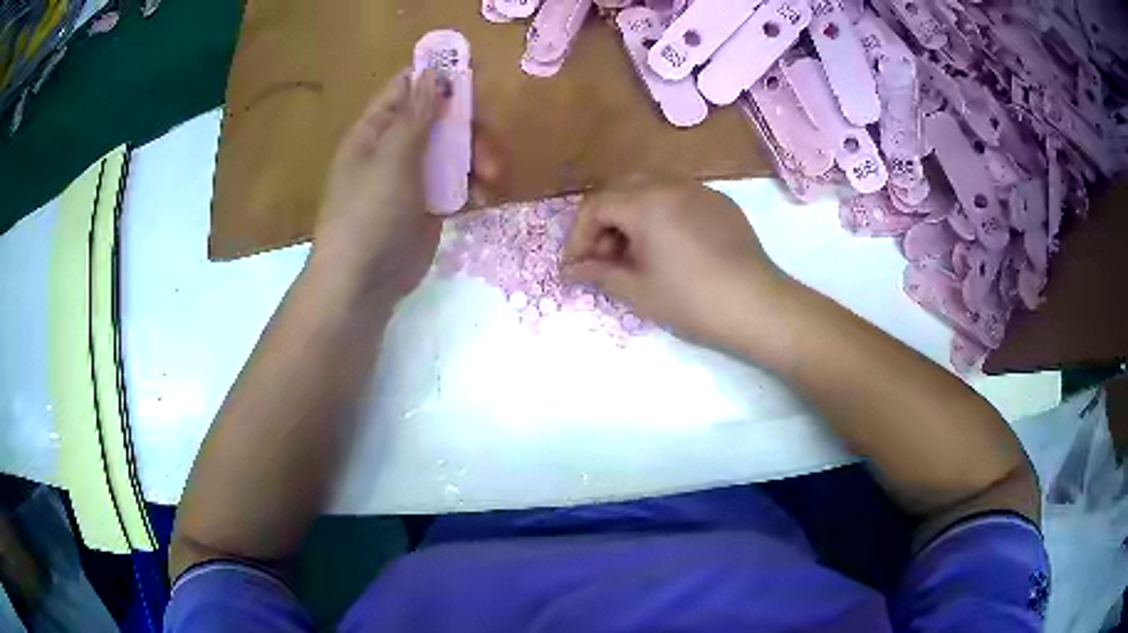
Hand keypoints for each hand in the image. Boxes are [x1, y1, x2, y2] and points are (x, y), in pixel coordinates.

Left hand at [313, 69, 506, 300]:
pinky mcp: (432, 203)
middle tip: (490, 148)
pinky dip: (476, 185)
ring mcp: (415, 175)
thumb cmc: (368, 215)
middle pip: (442, 117)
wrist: (363, 283)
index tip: (475, 78)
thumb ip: (416, 116)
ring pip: (457, 148)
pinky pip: (460, 180)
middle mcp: (396, 146)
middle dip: (471, 127)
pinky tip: (486, 197)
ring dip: (480, 157)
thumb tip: (433, 72)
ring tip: (493, 179)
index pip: (408, 87)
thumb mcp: (391, 160)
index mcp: (376, 129)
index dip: (439, 77)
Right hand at [562, 181, 794, 355]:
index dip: (578, 236)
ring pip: (650, 188)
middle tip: (604, 258)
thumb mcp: (638, 291)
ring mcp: (699, 190)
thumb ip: (599, 273)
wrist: (758, 306)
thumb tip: (570, 270)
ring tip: (636, 253)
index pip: (595, 205)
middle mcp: (670, 184)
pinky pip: (678, 196)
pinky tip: (669, 246)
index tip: (576, 267)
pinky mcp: (720, 202)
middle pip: (620, 189)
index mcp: (646, 202)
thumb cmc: (692, 301)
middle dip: (604, 222)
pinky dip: (661, 214)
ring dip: (631, 215)